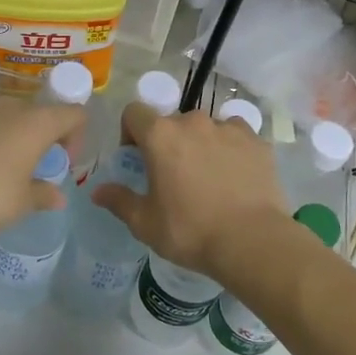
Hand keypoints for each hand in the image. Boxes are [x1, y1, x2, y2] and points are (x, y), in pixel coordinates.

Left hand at [0, 98, 86, 236]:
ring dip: (4, 136)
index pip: (73, 114)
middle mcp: (8, 107)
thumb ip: (43, 195)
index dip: (76, 135)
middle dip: (37, 136)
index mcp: (36, 123)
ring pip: (0, 117)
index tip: (63, 161)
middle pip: (35, 113)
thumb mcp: (21, 203)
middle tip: (29, 165)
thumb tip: (58, 197)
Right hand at [91, 103, 286, 275]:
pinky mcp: (257, 141)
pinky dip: (230, 149)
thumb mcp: (145, 223)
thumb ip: (119, 201)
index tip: (137, 159)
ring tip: (208, 177)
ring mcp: (229, 128)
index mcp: (161, 136)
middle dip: (168, 142)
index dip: (130, 132)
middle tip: (173, 176)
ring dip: (200, 144)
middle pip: (172, 122)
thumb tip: (98, 191)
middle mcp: (194, 122)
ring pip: (206, 128)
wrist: (252, 241)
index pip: (134, 112)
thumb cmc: (191, 231)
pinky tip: (234, 176)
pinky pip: (236, 136)